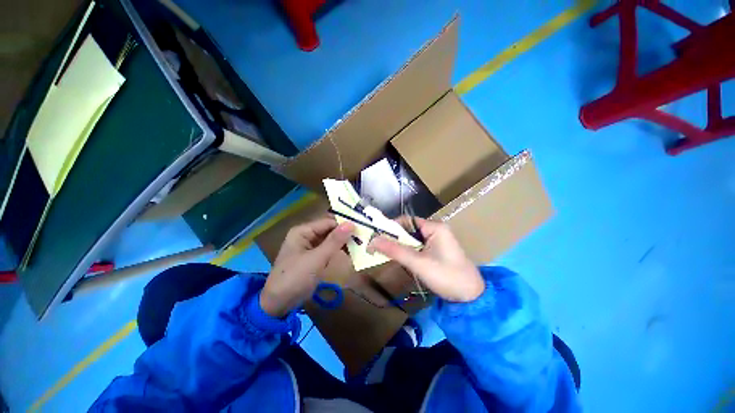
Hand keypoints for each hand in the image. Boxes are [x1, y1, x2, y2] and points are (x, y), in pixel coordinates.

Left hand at [260, 217, 354, 317]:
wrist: (279, 304)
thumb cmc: (295, 277)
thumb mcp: (317, 258)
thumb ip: (334, 241)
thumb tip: (351, 224)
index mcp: (303, 231)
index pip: (328, 222)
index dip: (344, 224)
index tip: (362, 229)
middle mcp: (306, 235)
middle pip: (329, 230)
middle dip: (345, 233)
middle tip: (364, 237)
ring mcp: (310, 246)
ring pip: (330, 239)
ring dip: (343, 242)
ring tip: (361, 244)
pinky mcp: (313, 257)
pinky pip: (328, 249)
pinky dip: (338, 250)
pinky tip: (351, 252)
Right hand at [368, 217, 483, 301]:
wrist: (471, 297)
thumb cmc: (446, 276)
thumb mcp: (418, 263)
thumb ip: (395, 250)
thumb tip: (373, 240)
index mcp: (435, 227)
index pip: (407, 221)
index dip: (391, 227)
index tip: (377, 237)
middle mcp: (436, 230)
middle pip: (409, 229)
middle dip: (395, 238)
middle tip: (379, 247)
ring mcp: (437, 240)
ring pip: (413, 239)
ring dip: (401, 246)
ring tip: (388, 254)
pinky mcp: (437, 250)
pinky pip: (418, 247)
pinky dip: (408, 252)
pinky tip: (402, 259)